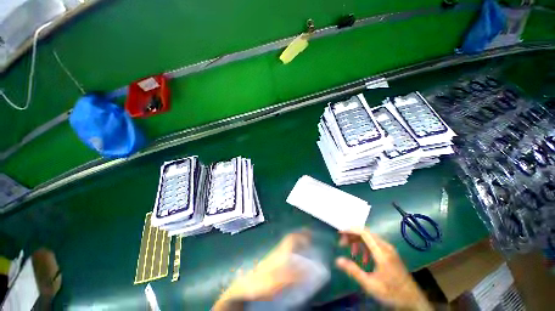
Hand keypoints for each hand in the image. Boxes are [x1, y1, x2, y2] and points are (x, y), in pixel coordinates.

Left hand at [213, 231, 309, 309]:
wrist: (246, 287)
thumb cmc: (262, 282)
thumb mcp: (279, 281)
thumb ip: (294, 275)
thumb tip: (309, 269)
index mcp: (280, 253)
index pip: (291, 239)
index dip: (300, 234)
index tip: (309, 232)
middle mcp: (278, 251)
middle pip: (290, 240)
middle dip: (300, 237)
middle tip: (310, 238)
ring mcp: (274, 256)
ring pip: (287, 245)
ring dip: (297, 243)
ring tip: (305, 247)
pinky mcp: (272, 262)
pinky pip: (286, 252)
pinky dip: (293, 251)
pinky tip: (295, 258)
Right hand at [336, 228, 431, 310]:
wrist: (412, 301)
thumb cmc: (391, 293)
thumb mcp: (370, 285)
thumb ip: (353, 271)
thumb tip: (337, 260)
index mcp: (382, 252)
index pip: (364, 233)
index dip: (351, 230)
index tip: (340, 233)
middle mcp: (386, 247)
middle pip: (366, 233)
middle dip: (352, 235)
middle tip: (342, 243)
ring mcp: (389, 249)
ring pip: (370, 238)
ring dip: (358, 241)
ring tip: (351, 251)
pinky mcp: (390, 253)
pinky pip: (375, 244)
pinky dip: (365, 246)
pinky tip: (363, 258)